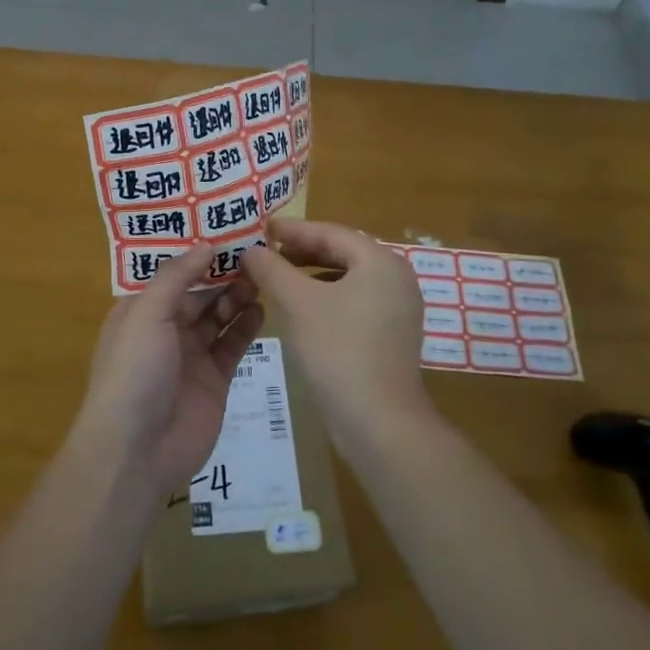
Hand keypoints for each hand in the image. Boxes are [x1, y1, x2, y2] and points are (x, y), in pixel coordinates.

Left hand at [74, 246, 264, 496]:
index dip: (196, 254)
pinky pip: (233, 345)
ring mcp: (191, 356)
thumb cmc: (134, 371)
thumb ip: (176, 277)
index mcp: (140, 311)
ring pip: (218, 317)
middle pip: (198, 293)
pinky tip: (262, 308)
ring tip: (262, 277)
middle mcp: (165, 330)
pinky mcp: (215, 380)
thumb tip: (206, 244)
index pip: (171, 274)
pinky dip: (246, 326)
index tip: (227, 231)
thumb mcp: (146, 313)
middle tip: (255, 252)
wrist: (138, 450)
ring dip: (236, 297)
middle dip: (222, 274)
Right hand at [240, 219, 435, 457]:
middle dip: (302, 251)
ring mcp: (399, 309)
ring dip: (312, 275)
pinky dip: (328, 298)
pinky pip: (356, 302)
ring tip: (279, 279)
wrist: (379, 422)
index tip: (262, 228)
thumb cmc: (338, 350)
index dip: (293, 229)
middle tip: (267, 253)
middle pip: (342, 252)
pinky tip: (303, 311)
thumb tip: (250, 250)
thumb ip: (272, 269)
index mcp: (380, 261)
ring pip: (349, 279)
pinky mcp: (393, 335)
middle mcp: (396, 278)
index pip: (331, 232)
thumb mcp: (298, 303)